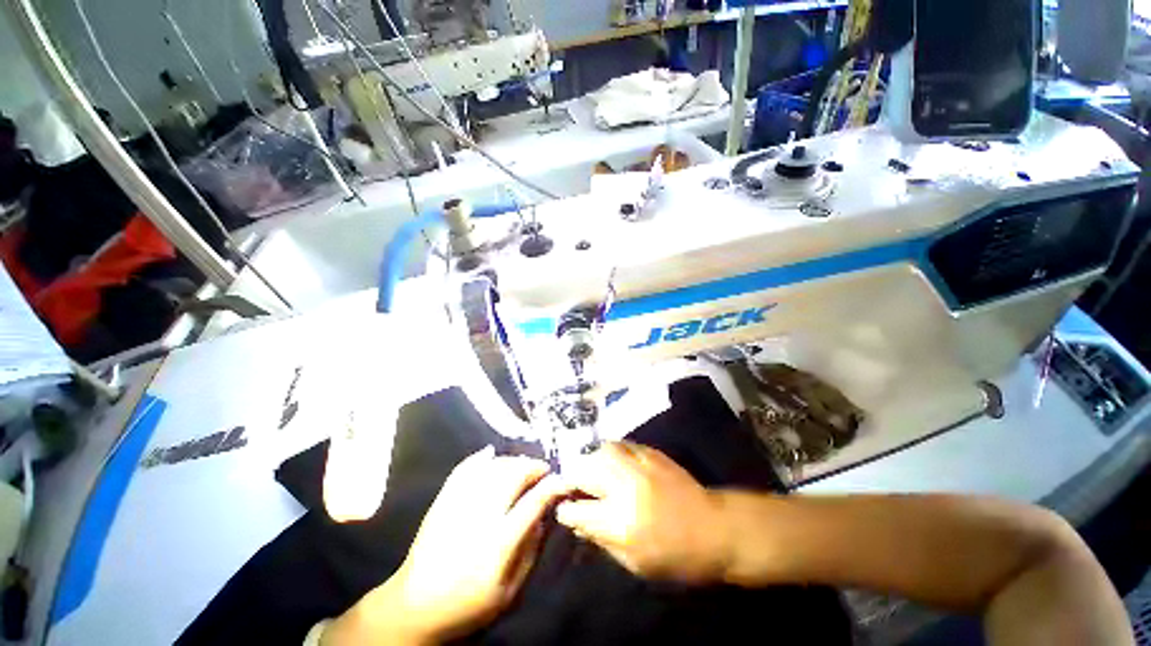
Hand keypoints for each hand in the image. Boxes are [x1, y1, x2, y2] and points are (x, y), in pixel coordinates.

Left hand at [323, 447, 564, 644]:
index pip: (533, 503)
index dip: (552, 486)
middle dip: (533, 467)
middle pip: (512, 477)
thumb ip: (530, 551)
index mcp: (498, 544)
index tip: (562, 480)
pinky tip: (491, 453)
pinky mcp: (442, 501)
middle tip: (543, 469)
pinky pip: (464, 469)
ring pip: (491, 468)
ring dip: (512, 461)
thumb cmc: (467, 605)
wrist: (414, 608)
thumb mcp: (509, 592)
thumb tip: (543, 515)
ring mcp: (458, 505)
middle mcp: (479, 518)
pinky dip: (479, 457)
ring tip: (523, 465)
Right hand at [556, 442, 729, 583]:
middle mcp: (625, 488)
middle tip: (571, 485)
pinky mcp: (651, 453)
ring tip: (590, 470)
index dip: (566, 510)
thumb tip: (577, 522)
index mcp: (620, 522)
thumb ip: (601, 539)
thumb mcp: (635, 562)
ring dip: (590, 460)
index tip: (565, 510)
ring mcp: (639, 466)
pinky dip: (611, 452)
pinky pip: (621, 445)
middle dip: (571, 478)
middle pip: (583, 471)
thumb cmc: (676, 557)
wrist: (716, 529)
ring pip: (601, 451)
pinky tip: (611, 460)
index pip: (577, 510)